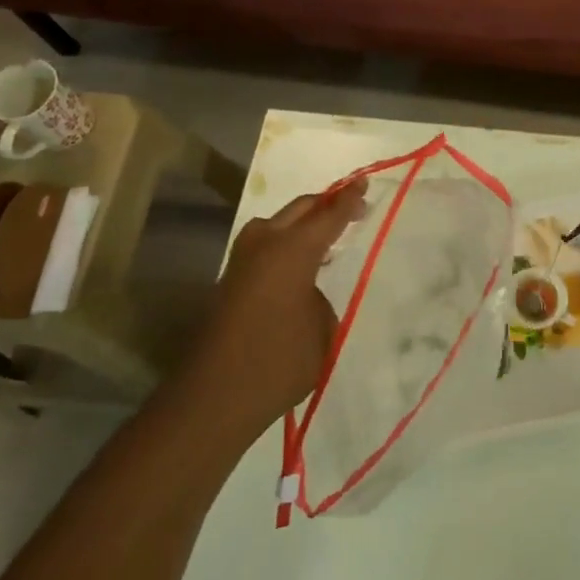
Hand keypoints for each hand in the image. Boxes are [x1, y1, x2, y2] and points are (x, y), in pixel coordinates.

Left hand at [195, 180, 367, 433]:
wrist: (215, 396)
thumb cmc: (279, 361)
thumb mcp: (322, 329)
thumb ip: (320, 296)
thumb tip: (308, 289)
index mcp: (293, 250)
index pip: (328, 216)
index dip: (349, 200)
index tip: (364, 183)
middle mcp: (265, 244)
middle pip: (299, 210)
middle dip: (325, 204)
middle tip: (351, 205)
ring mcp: (242, 260)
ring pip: (275, 223)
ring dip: (300, 221)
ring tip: (323, 234)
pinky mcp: (230, 280)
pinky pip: (263, 244)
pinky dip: (283, 241)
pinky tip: (296, 262)